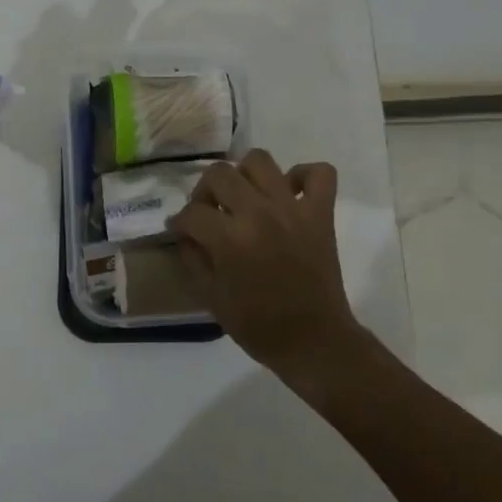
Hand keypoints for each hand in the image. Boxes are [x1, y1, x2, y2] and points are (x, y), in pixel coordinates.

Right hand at [166, 149, 364, 382]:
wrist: (314, 341)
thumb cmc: (259, 326)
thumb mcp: (211, 298)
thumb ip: (193, 259)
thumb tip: (186, 234)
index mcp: (230, 238)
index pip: (192, 212)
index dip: (180, 222)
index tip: (180, 231)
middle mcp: (260, 213)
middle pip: (220, 174)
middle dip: (205, 191)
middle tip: (209, 212)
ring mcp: (293, 208)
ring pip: (261, 160)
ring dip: (245, 174)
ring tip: (244, 197)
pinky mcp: (321, 213)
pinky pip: (320, 173)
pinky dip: (304, 175)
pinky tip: (289, 193)